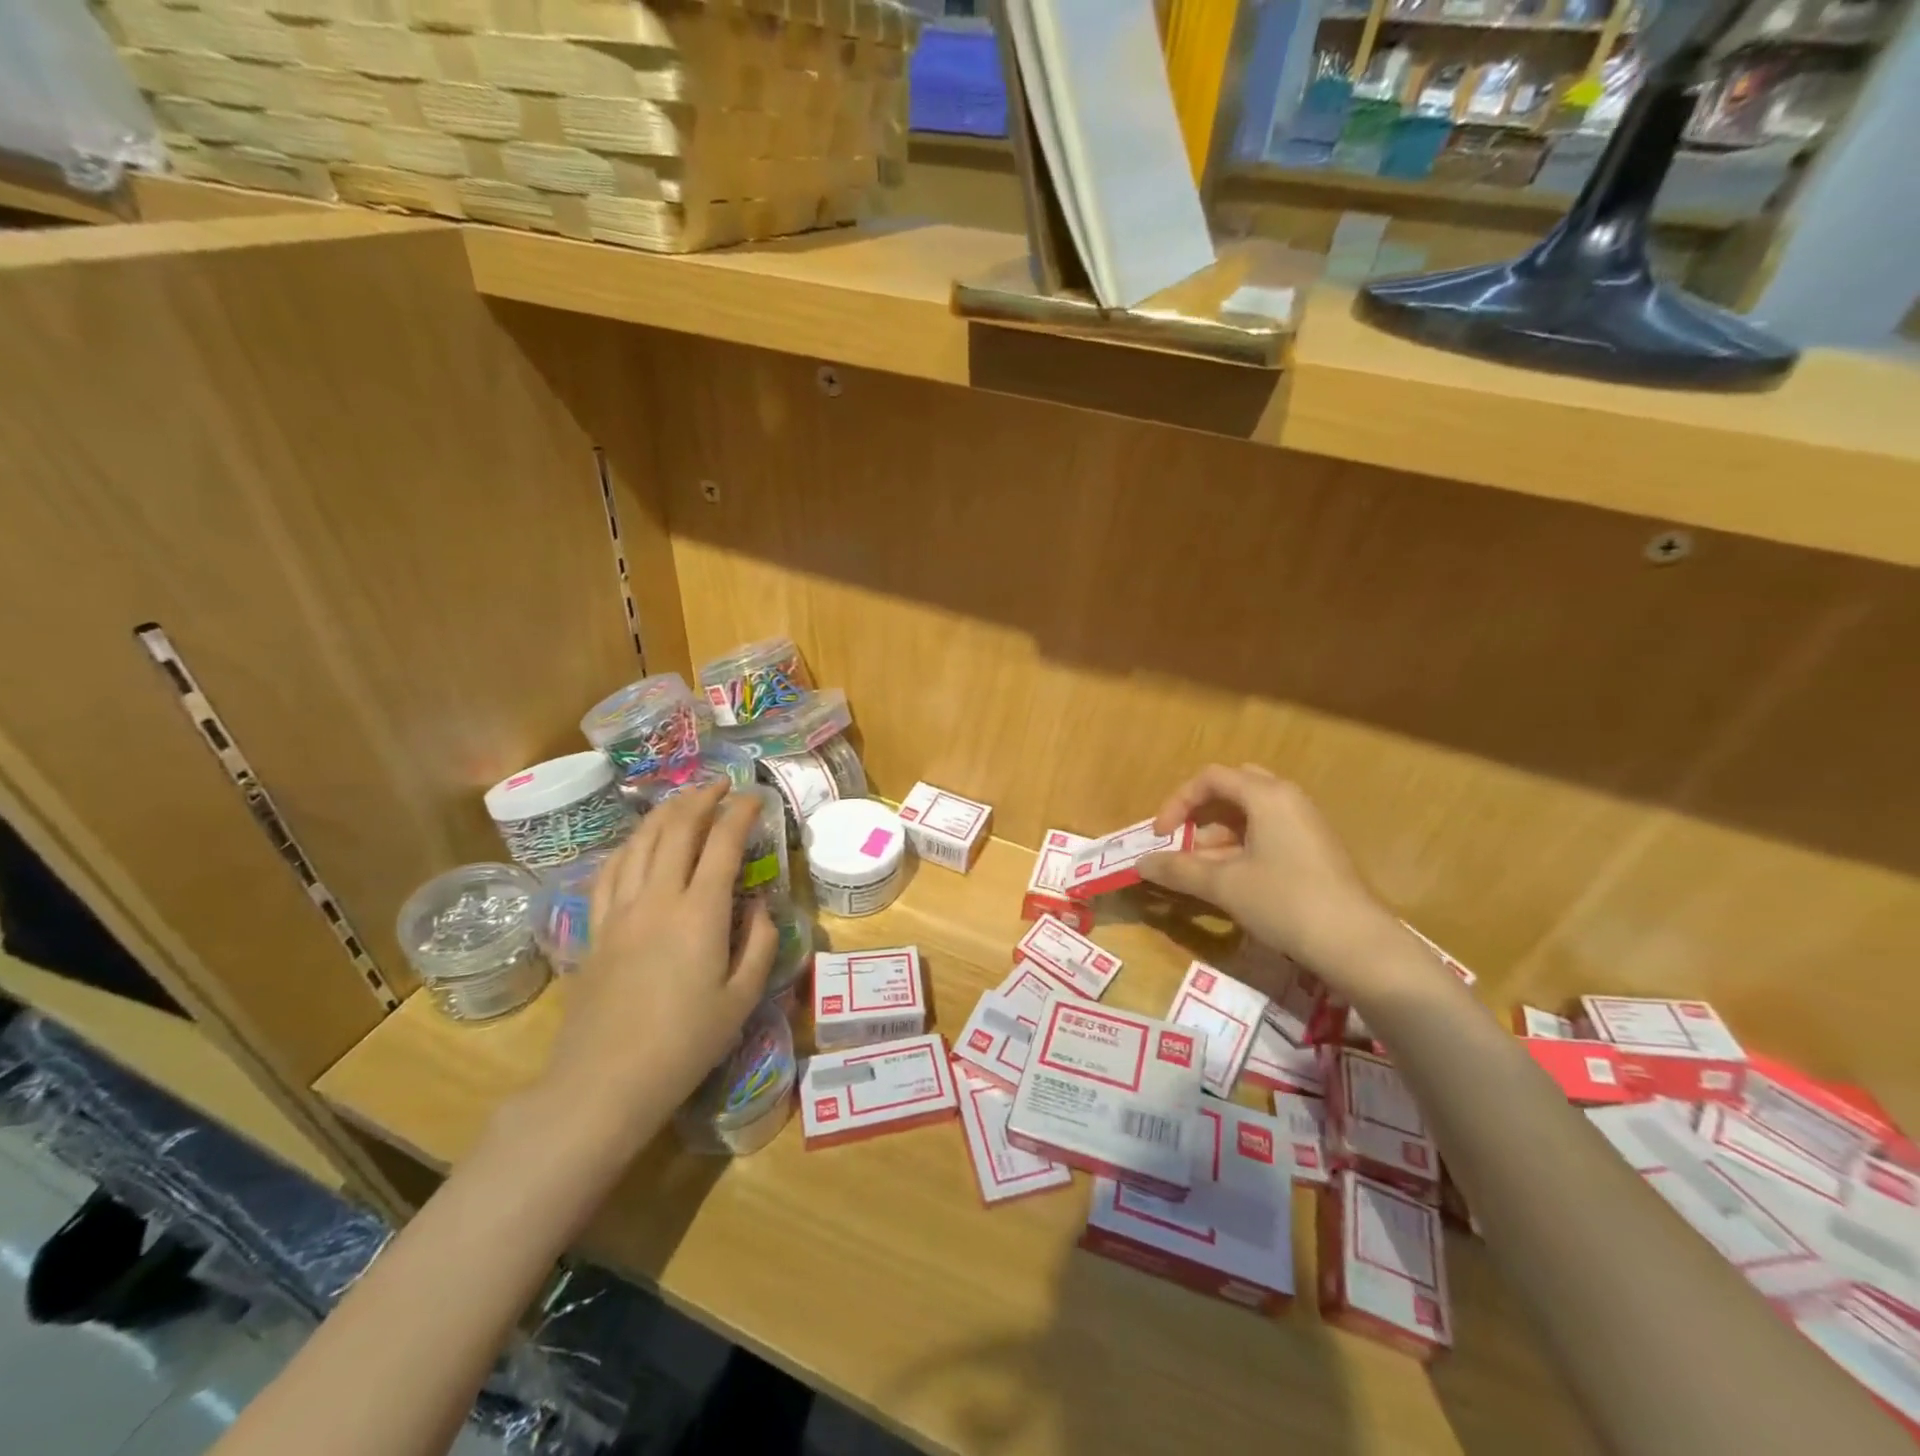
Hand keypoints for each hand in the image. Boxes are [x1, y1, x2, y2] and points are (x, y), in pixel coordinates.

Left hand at [538, 781, 775, 1146]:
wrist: (605, 1082)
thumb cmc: (684, 1044)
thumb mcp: (741, 998)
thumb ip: (759, 944)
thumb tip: (759, 906)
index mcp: (700, 913)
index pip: (723, 843)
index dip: (741, 812)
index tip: (755, 797)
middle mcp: (658, 898)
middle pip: (677, 829)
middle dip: (701, 798)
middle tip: (721, 785)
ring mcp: (620, 910)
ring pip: (640, 841)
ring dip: (665, 813)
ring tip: (684, 800)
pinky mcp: (595, 928)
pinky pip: (611, 870)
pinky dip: (630, 845)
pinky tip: (638, 843)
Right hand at [1138, 764, 1405, 996]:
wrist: (1355, 944)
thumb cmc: (1284, 901)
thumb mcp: (1224, 885)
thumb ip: (1179, 870)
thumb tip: (1141, 864)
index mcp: (1267, 795)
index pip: (1210, 778)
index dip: (1178, 802)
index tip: (1161, 835)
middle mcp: (1288, 799)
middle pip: (1233, 789)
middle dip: (1201, 814)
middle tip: (1184, 842)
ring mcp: (1305, 825)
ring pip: (1251, 815)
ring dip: (1219, 837)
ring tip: (1203, 873)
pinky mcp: (1314, 850)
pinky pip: (1268, 834)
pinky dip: (1242, 849)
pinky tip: (1233, 882)